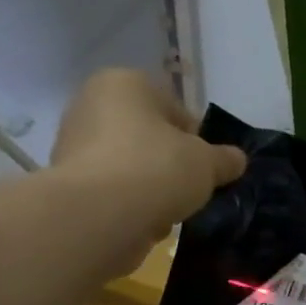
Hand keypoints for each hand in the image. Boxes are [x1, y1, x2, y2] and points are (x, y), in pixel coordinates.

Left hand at [49, 68, 245, 263]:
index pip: (174, 108)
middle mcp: (92, 103)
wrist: (99, 215)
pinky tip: (144, 221)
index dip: (197, 140)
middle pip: (149, 136)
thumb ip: (225, 160)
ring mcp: (75, 142)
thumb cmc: (158, 169)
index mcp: (126, 83)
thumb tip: (236, 159)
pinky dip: (131, 204)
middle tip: (190, 189)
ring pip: (131, 165)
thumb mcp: (207, 164)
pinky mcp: (69, 180)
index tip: (208, 167)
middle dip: (171, 163)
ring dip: (152, 186)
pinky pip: (114, 189)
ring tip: (168, 210)